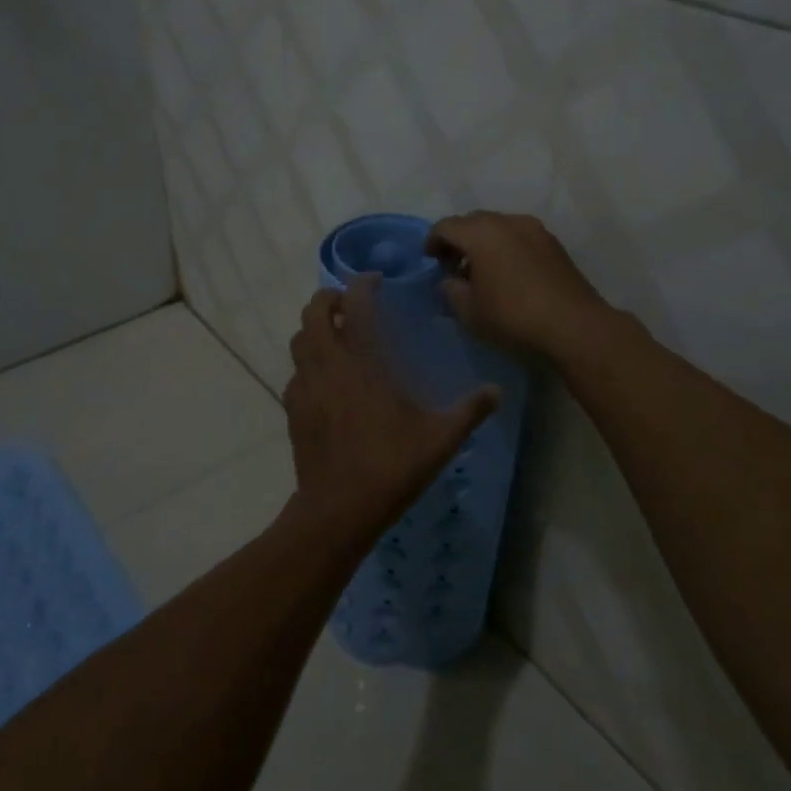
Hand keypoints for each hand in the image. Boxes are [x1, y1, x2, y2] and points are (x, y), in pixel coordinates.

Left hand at [281, 274, 500, 542]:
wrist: (338, 509)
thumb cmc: (391, 467)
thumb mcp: (440, 439)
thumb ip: (469, 411)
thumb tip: (498, 391)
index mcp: (362, 362)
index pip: (355, 305)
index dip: (362, 285)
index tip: (375, 281)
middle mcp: (328, 365)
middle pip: (313, 313)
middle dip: (329, 299)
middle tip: (351, 305)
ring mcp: (305, 387)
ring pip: (298, 340)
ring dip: (315, 328)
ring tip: (337, 336)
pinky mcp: (293, 410)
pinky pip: (295, 372)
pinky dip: (308, 363)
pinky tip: (326, 380)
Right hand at [425, 211, 612, 359]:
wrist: (574, 326)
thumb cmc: (512, 317)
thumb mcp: (469, 312)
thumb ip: (451, 291)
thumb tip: (450, 281)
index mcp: (481, 233)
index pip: (446, 226)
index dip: (433, 241)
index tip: (430, 260)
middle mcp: (508, 222)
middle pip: (473, 222)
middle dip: (459, 240)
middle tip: (454, 266)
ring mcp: (535, 230)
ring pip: (499, 227)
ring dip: (485, 243)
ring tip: (482, 272)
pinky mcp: (554, 244)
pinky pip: (519, 237)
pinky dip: (507, 248)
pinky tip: (508, 274)